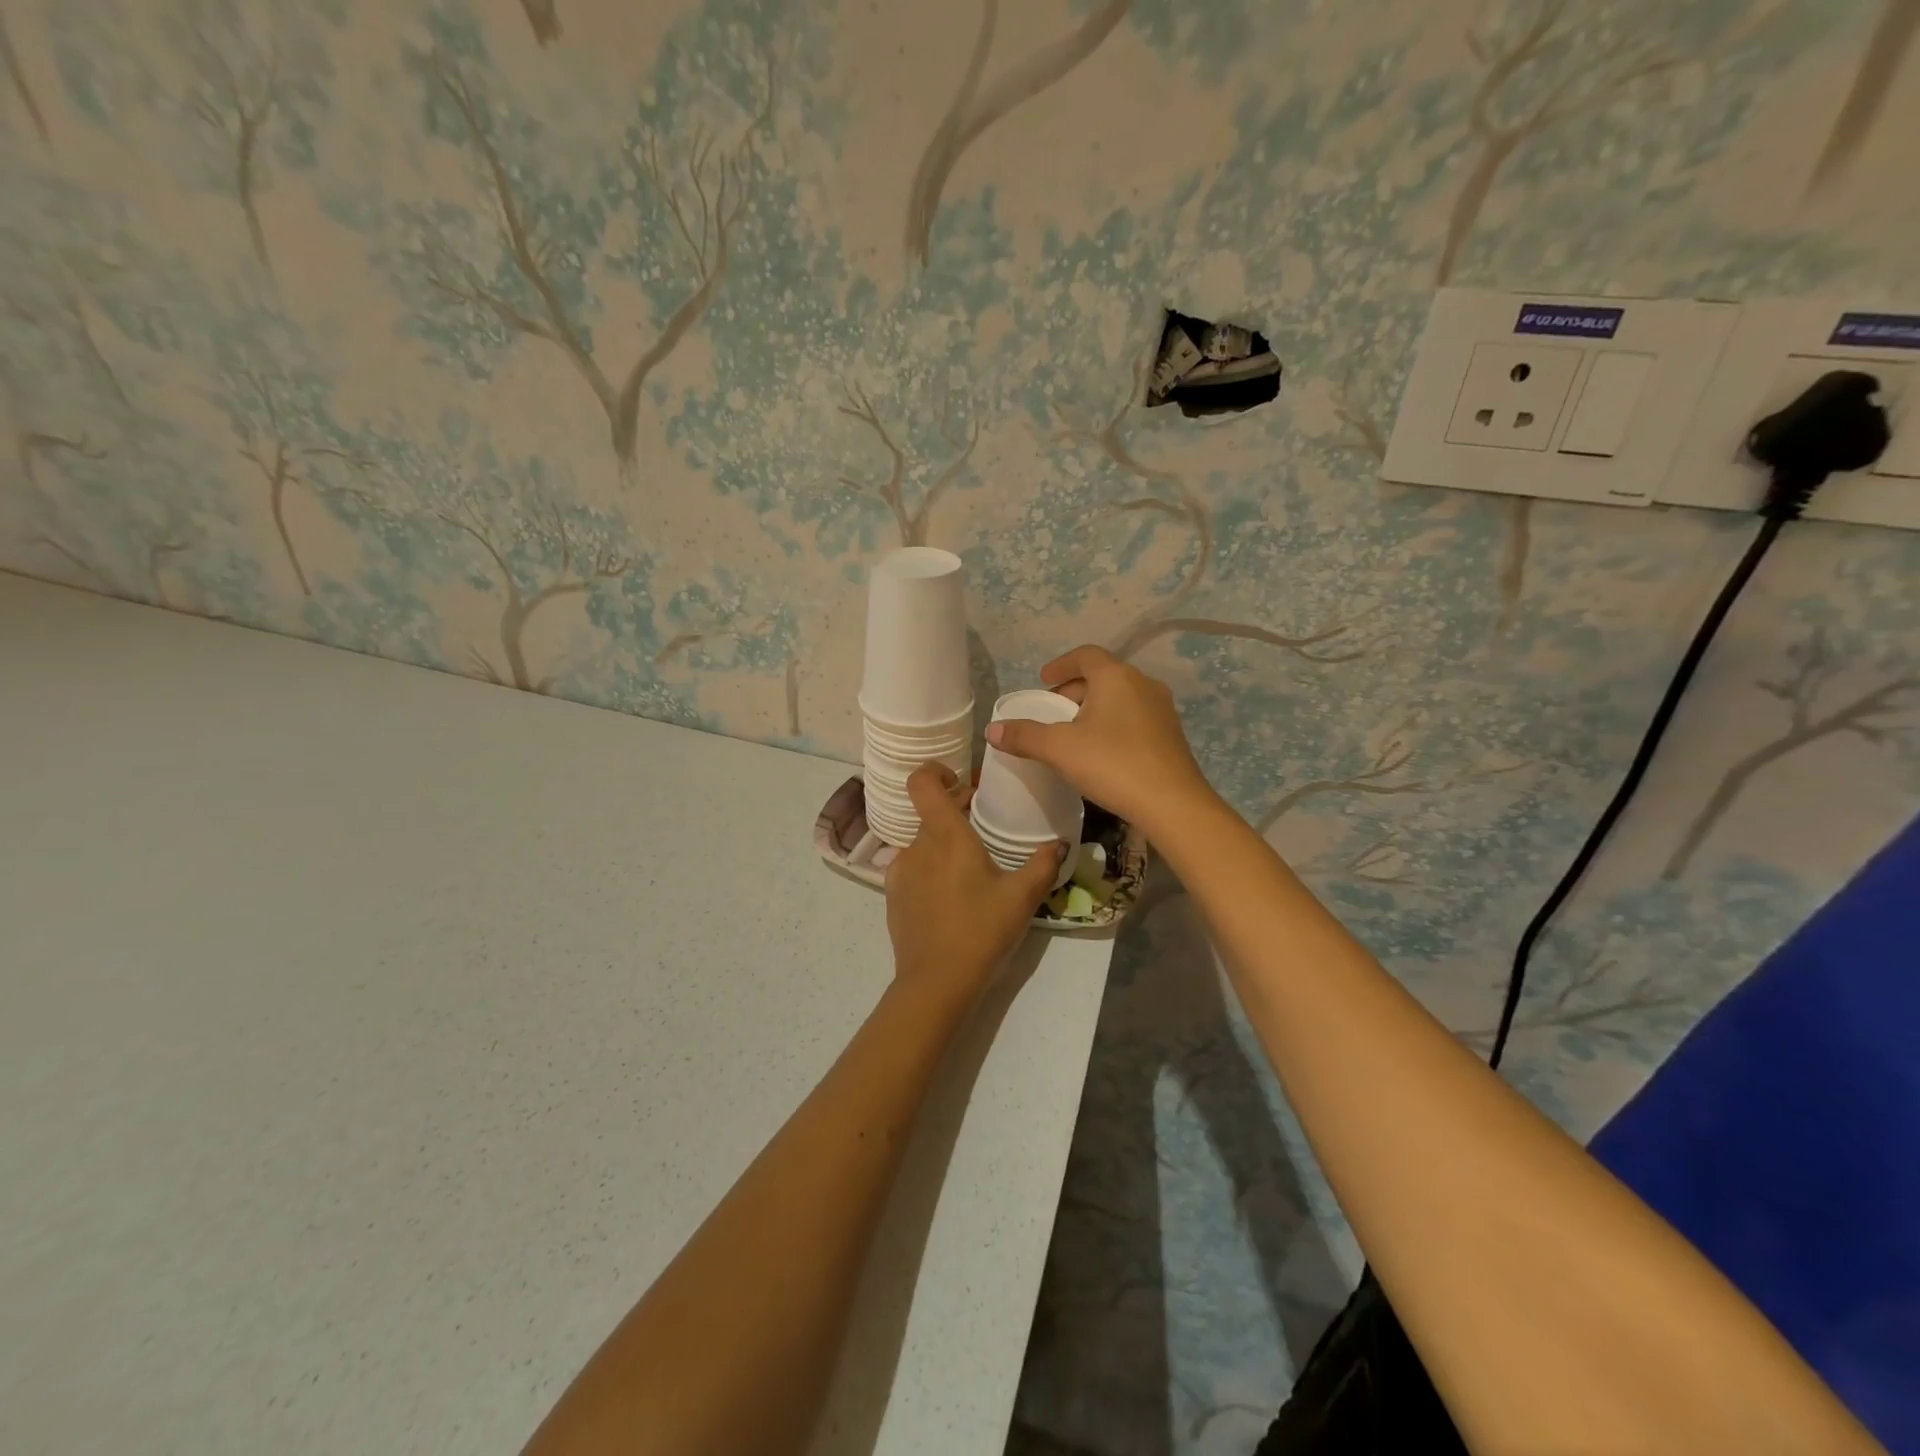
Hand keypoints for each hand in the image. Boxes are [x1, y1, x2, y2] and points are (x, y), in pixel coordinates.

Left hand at [884, 764, 1062, 1002]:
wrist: (935, 982)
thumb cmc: (981, 931)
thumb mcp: (1022, 897)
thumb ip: (1043, 864)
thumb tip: (1060, 842)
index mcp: (945, 835)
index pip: (922, 782)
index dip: (935, 771)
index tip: (958, 781)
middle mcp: (916, 845)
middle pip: (929, 812)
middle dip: (954, 811)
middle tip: (982, 824)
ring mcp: (899, 871)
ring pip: (921, 841)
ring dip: (942, 843)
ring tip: (969, 865)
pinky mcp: (892, 895)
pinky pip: (911, 867)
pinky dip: (929, 868)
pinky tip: (950, 893)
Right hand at [984, 645, 1215, 836]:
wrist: (1173, 805)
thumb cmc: (1113, 764)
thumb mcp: (1060, 749)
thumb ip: (1024, 736)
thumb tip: (991, 730)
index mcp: (1116, 677)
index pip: (1085, 655)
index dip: (1061, 665)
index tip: (1043, 680)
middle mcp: (1143, 684)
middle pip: (1102, 676)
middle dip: (1074, 690)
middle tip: (1052, 711)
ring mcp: (1161, 710)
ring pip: (1119, 698)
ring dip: (1093, 708)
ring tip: (1072, 732)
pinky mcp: (1170, 736)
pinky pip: (1133, 718)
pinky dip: (1112, 724)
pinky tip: (1101, 751)